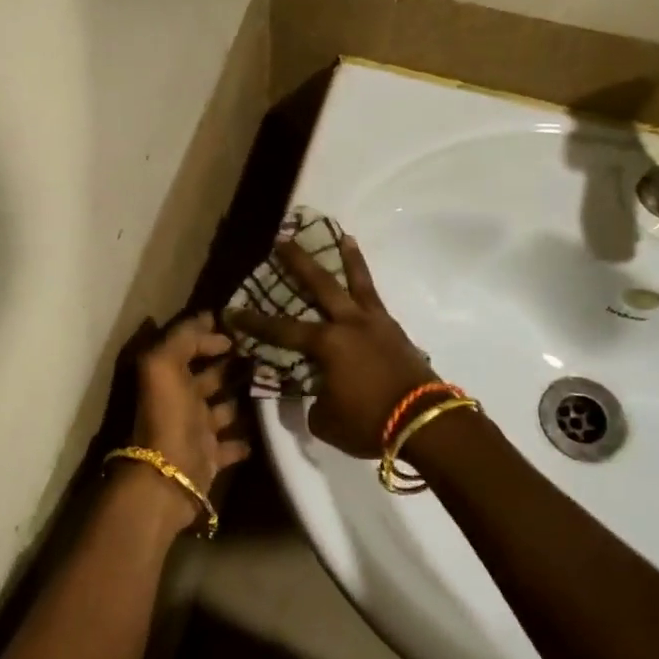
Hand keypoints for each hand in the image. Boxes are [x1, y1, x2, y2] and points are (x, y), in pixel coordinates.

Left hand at [117, 313, 249, 527]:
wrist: (166, 479)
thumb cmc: (167, 416)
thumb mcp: (164, 364)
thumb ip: (183, 336)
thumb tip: (208, 317)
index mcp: (167, 376)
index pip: (189, 346)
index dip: (210, 335)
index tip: (242, 328)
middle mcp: (180, 401)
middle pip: (209, 376)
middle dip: (232, 364)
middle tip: (267, 353)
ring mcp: (195, 431)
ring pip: (223, 408)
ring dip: (243, 398)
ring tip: (273, 384)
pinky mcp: (210, 458)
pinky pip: (231, 445)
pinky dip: (245, 438)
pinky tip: (265, 427)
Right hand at [225, 237, 438, 458]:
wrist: (425, 422)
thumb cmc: (369, 422)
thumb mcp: (327, 420)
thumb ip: (314, 400)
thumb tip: (318, 391)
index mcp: (327, 344)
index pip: (282, 330)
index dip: (255, 322)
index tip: (233, 310)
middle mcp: (349, 323)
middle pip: (321, 284)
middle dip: (299, 262)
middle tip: (284, 240)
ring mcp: (376, 324)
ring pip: (359, 282)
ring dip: (348, 258)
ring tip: (343, 236)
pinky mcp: (396, 331)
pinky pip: (376, 300)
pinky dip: (367, 287)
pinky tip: (364, 286)